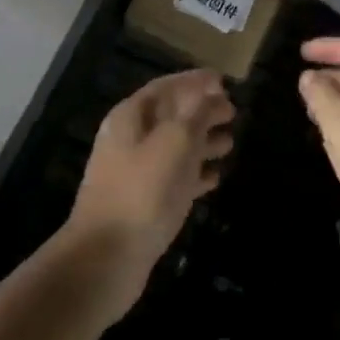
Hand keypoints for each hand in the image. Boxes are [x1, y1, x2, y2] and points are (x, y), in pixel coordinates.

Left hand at [63, 70, 234, 318]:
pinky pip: (174, 179)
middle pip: (171, 116)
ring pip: (174, 148)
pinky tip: (215, 178)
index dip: (195, 81)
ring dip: (202, 142)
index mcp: (131, 117)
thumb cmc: (143, 190)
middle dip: (202, 112)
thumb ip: (198, 113)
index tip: (224, 81)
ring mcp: (135, 174)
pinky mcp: (143, 204)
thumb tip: (212, 94)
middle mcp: (130, 140)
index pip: (166, 86)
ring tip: (230, 143)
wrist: (106, 259)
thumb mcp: (176, 141)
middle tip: (233, 112)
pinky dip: (194, 174)